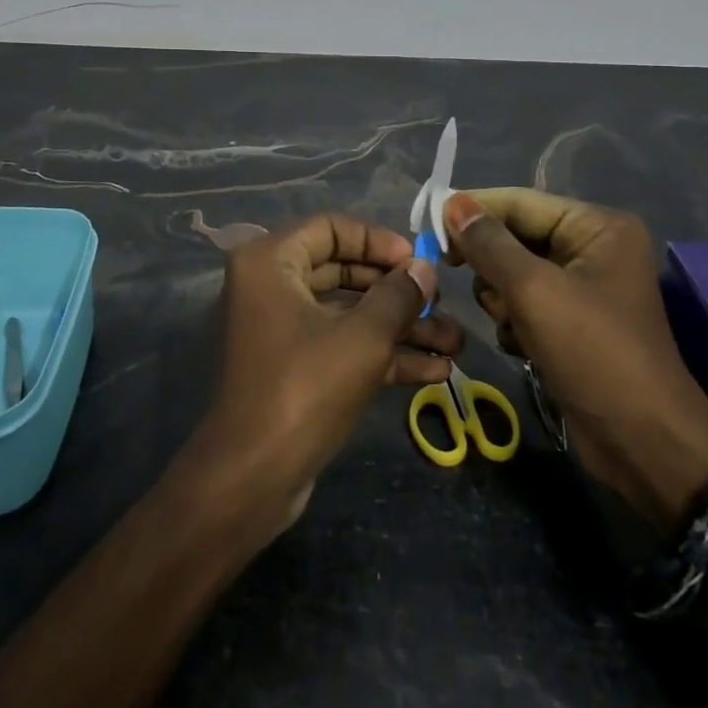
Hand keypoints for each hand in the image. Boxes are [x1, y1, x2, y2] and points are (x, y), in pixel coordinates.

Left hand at [193, 215, 465, 535]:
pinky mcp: (294, 367)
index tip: (418, 261)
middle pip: (343, 270)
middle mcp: (271, 286)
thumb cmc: (305, 388)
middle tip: (440, 302)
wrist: (252, 479)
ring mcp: (282, 328)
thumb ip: (398, 296)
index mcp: (271, 261)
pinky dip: (381, 354)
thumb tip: (424, 269)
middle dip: (397, 291)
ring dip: (399, 327)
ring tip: (455, 343)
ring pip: (348, 313)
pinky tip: (434, 371)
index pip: (332, 228)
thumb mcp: (363, 337)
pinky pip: (341, 345)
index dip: (379, 241)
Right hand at [444, 189, 707, 524]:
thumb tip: (452, 203)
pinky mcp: (574, 323)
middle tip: (455, 274)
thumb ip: (489, 244)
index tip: (427, 224)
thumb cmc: (593, 353)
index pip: (520, 202)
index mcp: (597, 227)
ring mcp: (585, 288)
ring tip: (511, 324)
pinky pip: (526, 304)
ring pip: (515, 273)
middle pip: (516, 237)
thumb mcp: (534, 291)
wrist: (644, 445)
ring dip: (501, 298)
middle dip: (491, 264)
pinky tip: (521, 346)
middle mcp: (593, 248)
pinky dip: (515, 321)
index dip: (473, 210)